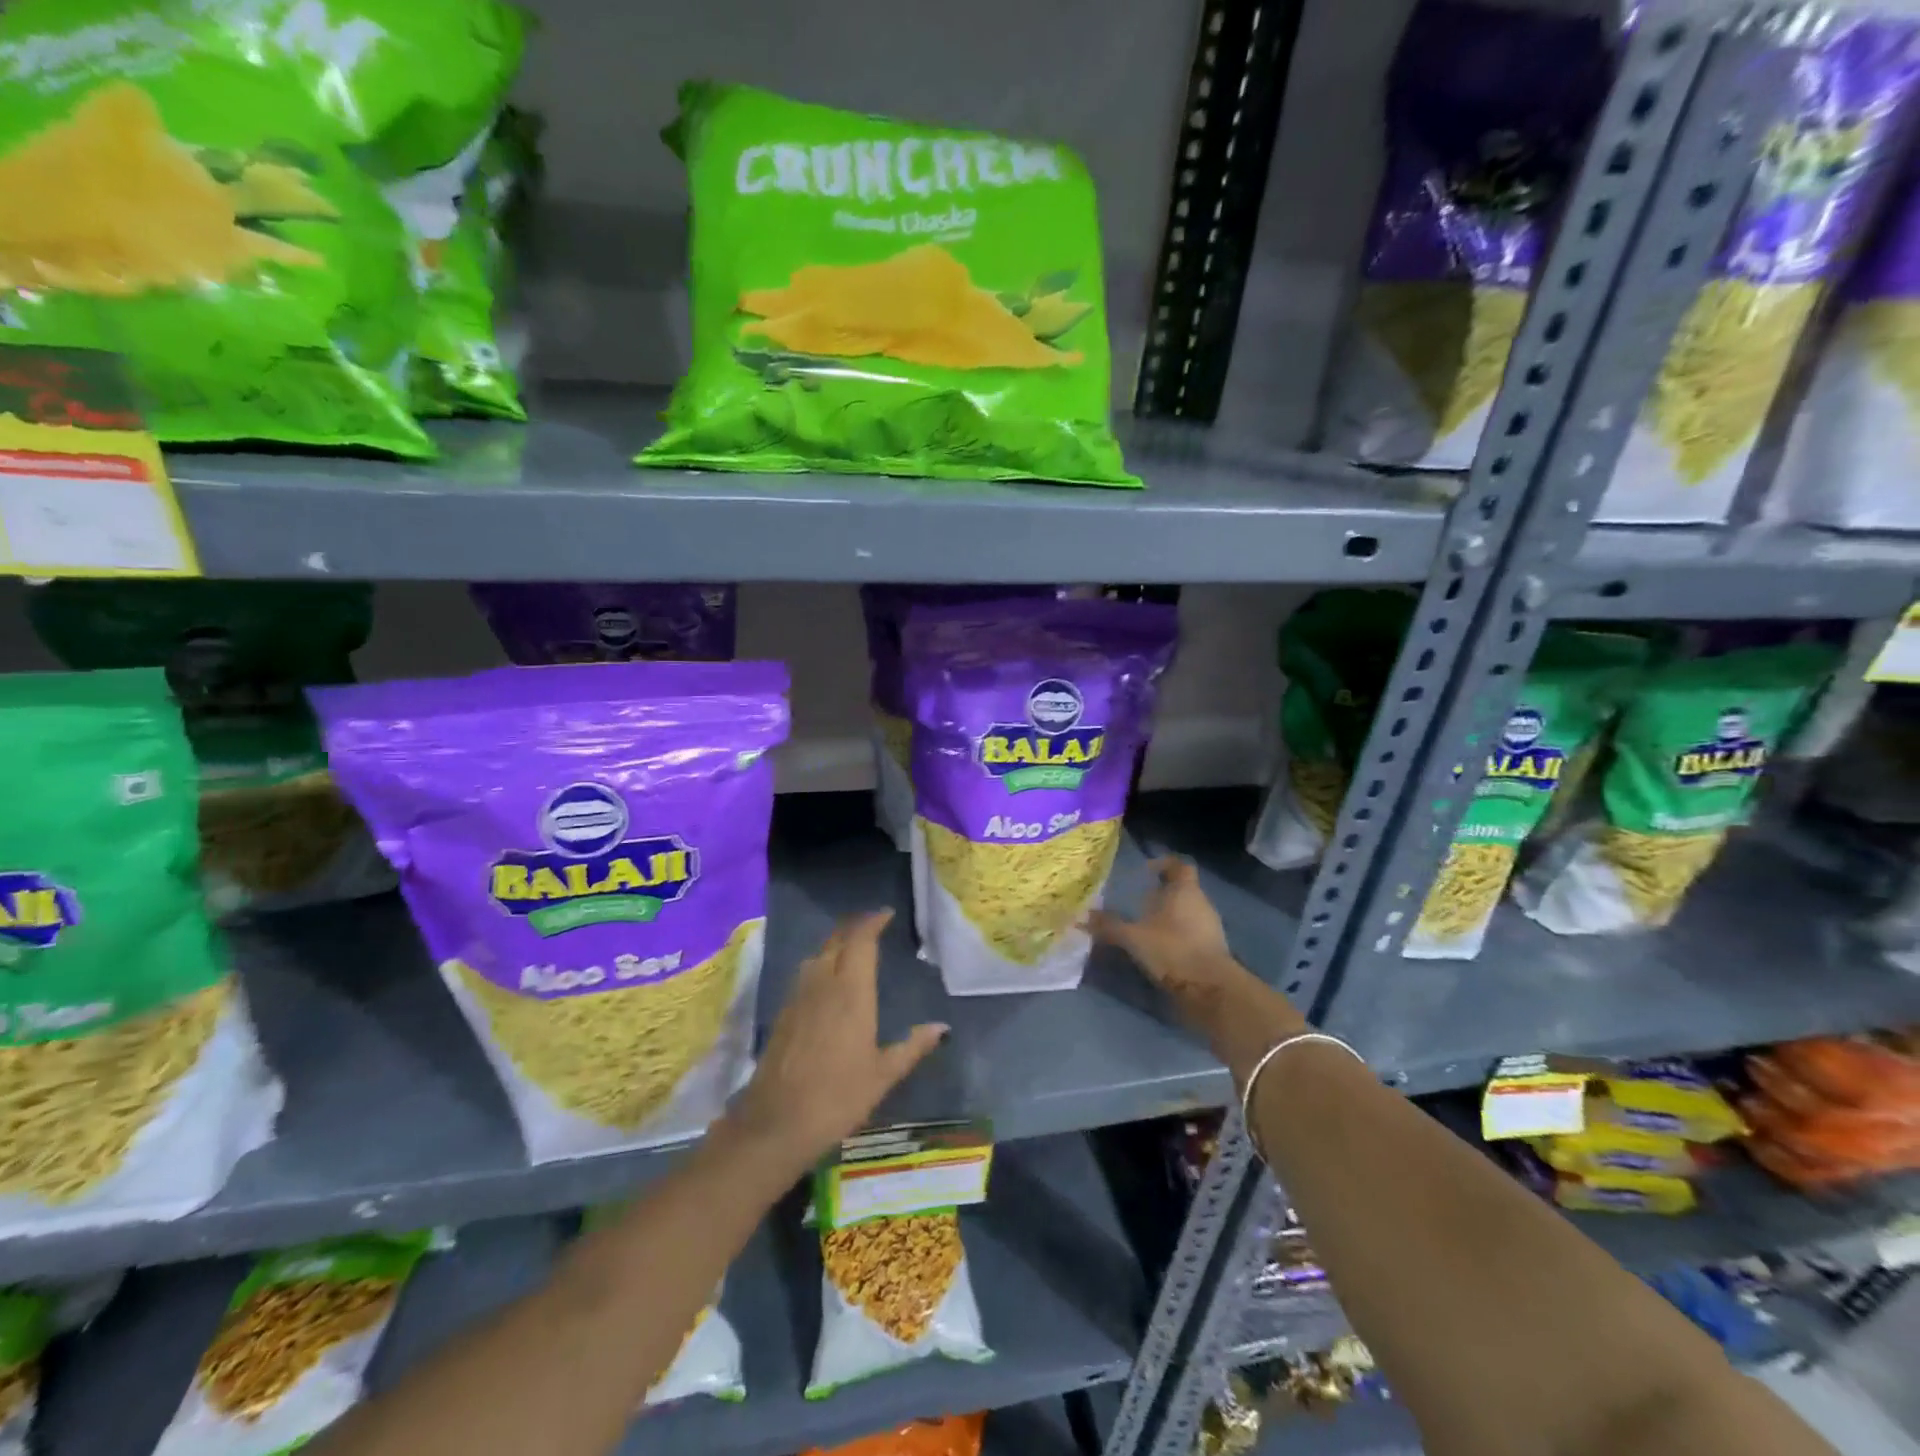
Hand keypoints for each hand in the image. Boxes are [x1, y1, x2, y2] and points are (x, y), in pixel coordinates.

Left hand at [728, 910, 946, 1169]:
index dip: (873, 922)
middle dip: (855, 927)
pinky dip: (821, 962)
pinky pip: (805, 973)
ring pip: (818, 954)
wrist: (776, 1123)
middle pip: (837, 940)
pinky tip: (828, 979)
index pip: (861, 941)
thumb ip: (912, 1046)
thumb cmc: (838, 1097)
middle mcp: (823, 984)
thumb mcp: (883, 1075)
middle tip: (873, 924)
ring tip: (853, 947)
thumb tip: (941, 1027)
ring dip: (836, 943)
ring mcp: (799, 996)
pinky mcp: (784, 1012)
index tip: (887, 914)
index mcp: (851, 992)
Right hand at [1089, 857, 1236, 995]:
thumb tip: (1082, 917)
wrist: (1211, 990)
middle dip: (1162, 893)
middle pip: (1183, 889)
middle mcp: (1201, 903)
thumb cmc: (1173, 950)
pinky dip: (1177, 936)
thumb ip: (1109, 926)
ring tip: (1145, 926)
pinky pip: (1192, 933)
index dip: (1164, 864)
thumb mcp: (1134, 937)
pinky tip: (1159, 948)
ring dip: (1169, 916)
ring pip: (1188, 912)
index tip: (1146, 871)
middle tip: (1138, 901)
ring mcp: (1210, 927)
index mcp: (1185, 890)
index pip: (1179, 865)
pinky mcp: (1213, 949)